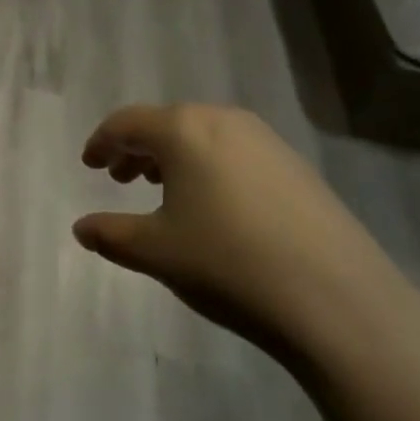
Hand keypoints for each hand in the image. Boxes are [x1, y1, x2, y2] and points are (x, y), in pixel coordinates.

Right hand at [74, 104, 418, 363]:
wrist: (339, 300)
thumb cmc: (228, 264)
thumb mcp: (157, 252)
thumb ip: (111, 234)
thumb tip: (81, 228)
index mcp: (183, 129)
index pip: (127, 122)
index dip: (101, 142)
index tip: (88, 164)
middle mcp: (223, 120)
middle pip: (165, 123)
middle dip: (137, 149)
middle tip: (119, 179)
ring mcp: (265, 140)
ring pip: (202, 136)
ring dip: (173, 157)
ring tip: (162, 191)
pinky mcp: (296, 165)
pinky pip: (234, 152)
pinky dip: (209, 167)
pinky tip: (214, 205)